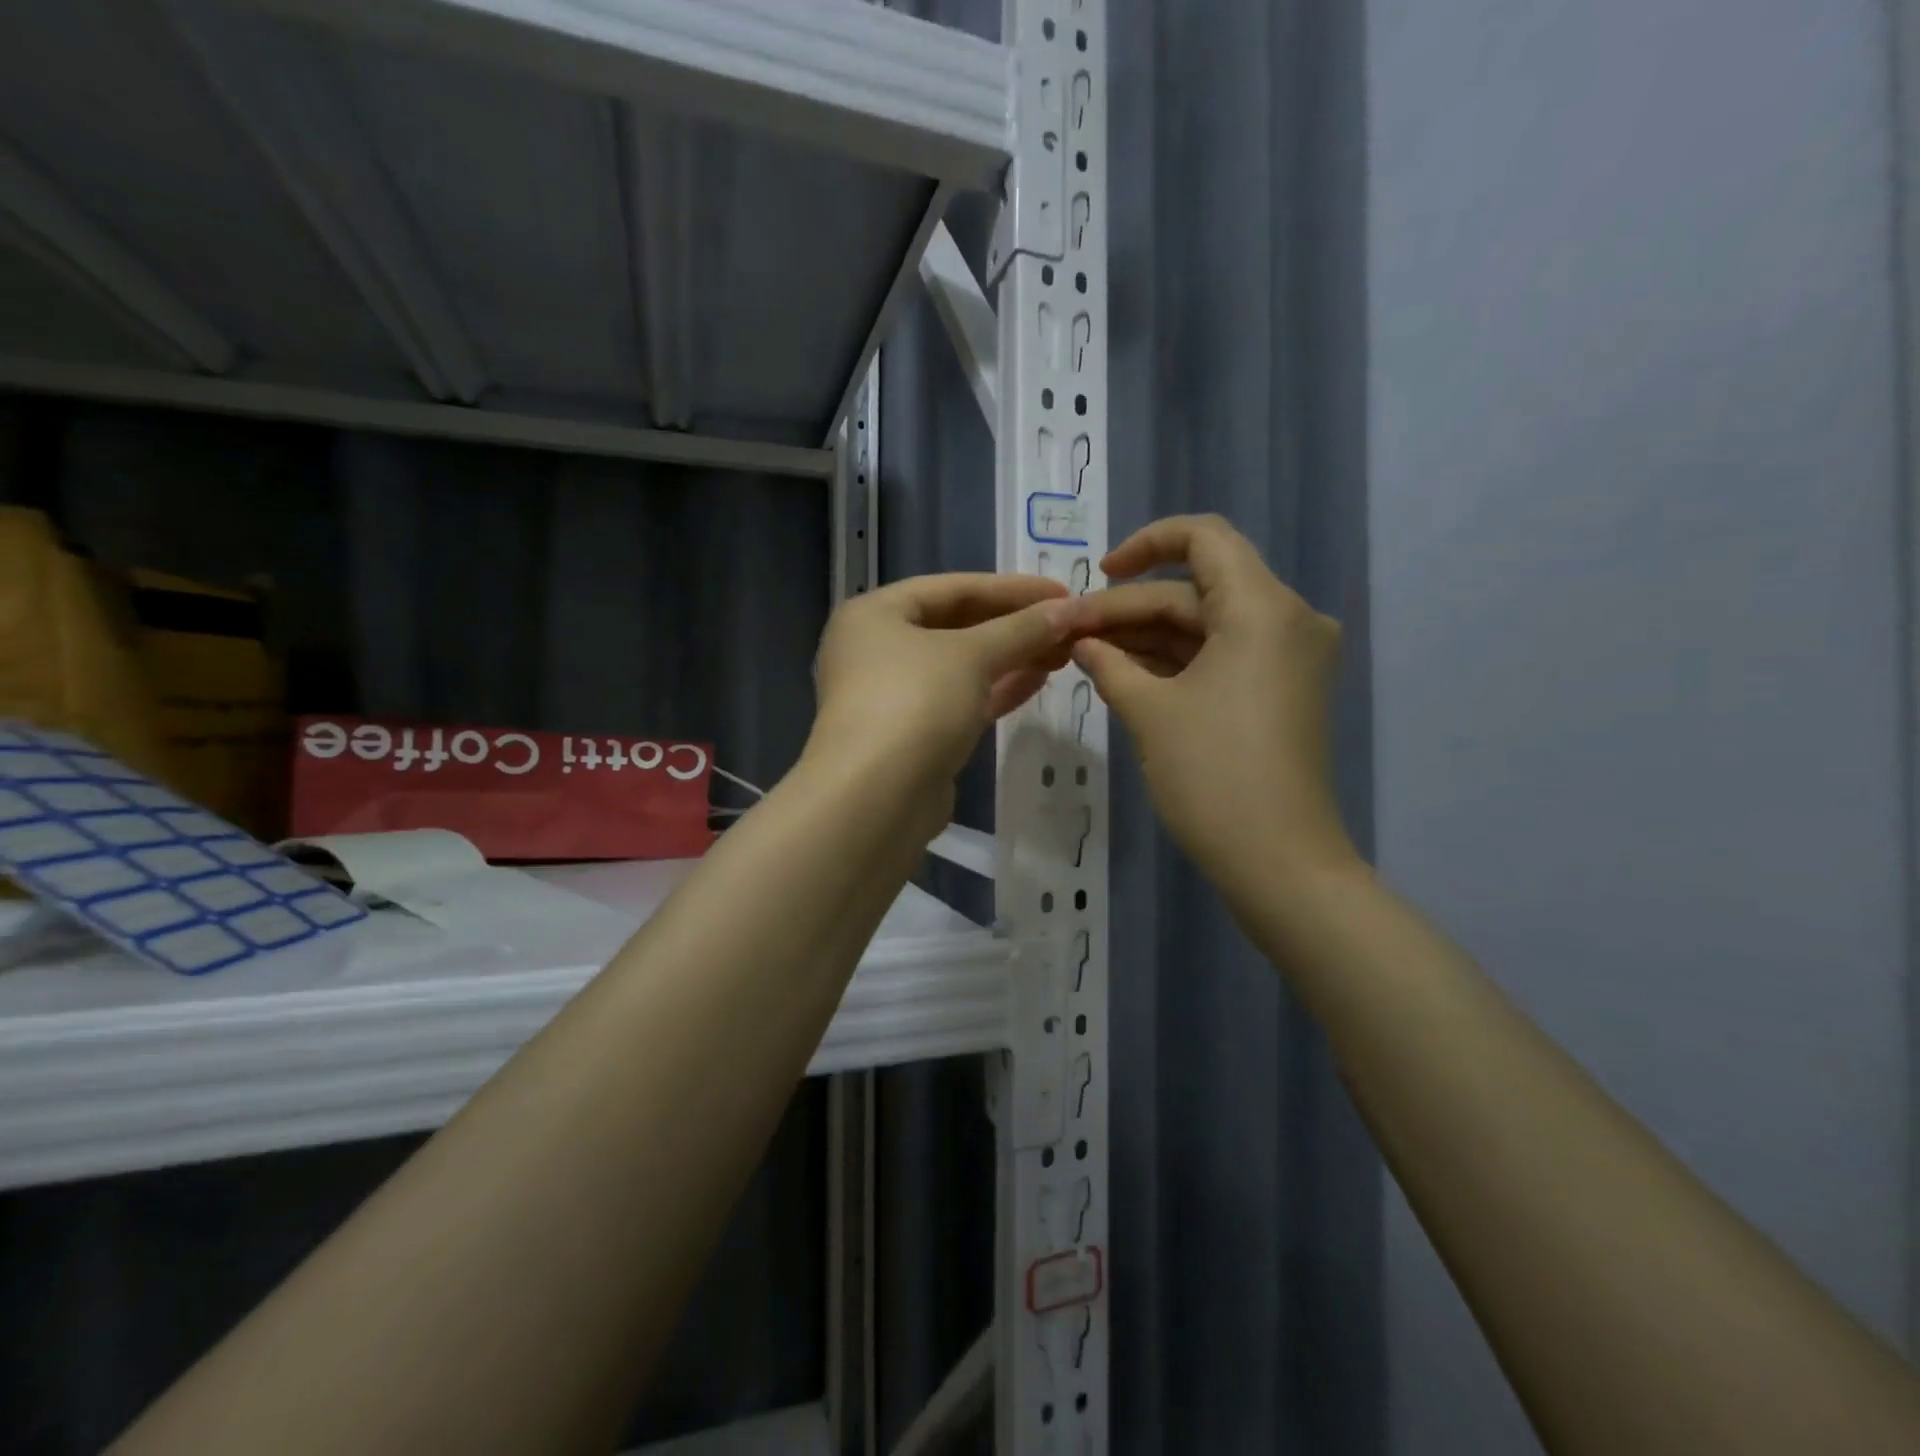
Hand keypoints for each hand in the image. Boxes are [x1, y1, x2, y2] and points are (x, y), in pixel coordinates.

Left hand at [807, 573, 1074, 804]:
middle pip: (955, 626)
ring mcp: (892, 696)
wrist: (877, 798)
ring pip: (960, 667)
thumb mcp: (972, 655)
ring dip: (1010, 657)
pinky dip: (995, 689)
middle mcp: (875, 650)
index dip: (1010, 587)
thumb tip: (1068, 610)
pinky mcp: (911, 736)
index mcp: (874, 614)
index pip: (951, 587)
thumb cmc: (915, 702)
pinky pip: (959, 700)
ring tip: (1063, 651)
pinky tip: (1038, 680)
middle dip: (1013, 626)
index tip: (1061, 591)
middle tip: (1067, 625)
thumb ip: (1021, 629)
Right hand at [1068, 515, 1354, 887]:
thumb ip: (1110, 664)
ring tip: (1086, 655)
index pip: (1204, 537)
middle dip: (1130, 608)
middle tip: (1071, 634)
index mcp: (1263, 608)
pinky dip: (1174, 662)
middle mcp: (1286, 620)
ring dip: (1147, 637)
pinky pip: (1221, 657)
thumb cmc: (1213, 777)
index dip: (1145, 545)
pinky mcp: (1280, 691)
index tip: (1098, 576)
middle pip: (1196, 590)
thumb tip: (1082, 642)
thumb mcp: (1150, 713)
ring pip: (1205, 626)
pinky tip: (1122, 674)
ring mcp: (1287, 658)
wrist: (1279, 862)